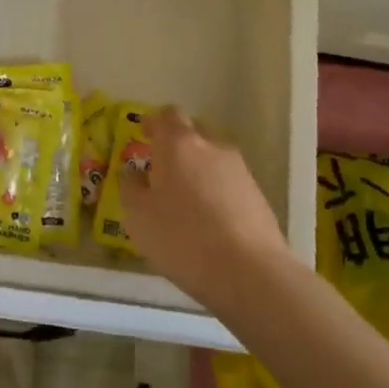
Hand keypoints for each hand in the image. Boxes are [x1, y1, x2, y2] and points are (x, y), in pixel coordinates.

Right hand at [119, 106, 296, 312]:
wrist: (249, 272)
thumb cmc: (181, 237)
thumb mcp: (137, 216)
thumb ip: (131, 187)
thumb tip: (134, 173)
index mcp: (177, 144)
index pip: (166, 115)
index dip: (154, 122)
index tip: (144, 134)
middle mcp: (211, 146)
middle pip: (193, 130)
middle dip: (177, 142)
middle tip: (162, 166)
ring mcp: (239, 169)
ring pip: (213, 156)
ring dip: (198, 167)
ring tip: (186, 197)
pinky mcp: (258, 194)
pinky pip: (229, 181)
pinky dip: (216, 189)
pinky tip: (209, 217)